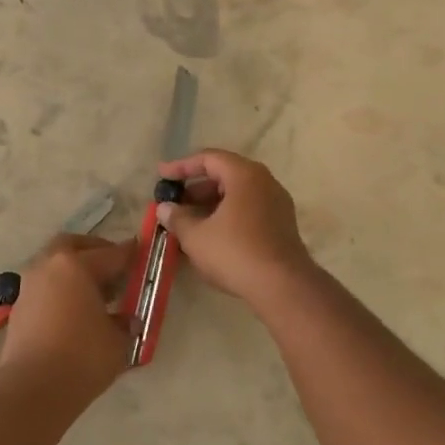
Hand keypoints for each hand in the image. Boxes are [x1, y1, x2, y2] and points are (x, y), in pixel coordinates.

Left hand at [0, 234, 133, 396]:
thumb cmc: (83, 357)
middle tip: (113, 268)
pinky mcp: (19, 308)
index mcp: (76, 265)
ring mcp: (29, 286)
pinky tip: (75, 312)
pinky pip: (45, 288)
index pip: (111, 254)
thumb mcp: (118, 340)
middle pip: (73, 246)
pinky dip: (60, 291)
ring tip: (96, 295)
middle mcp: (49, 266)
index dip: (130, 254)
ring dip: (74, 272)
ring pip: (54, 265)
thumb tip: (125, 318)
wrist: (33, 389)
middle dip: (94, 251)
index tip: (142, 253)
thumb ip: (124, 322)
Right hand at [156, 149, 315, 306]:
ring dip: (210, 205)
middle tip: (174, 203)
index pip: (209, 159)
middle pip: (225, 175)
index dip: (181, 166)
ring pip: (237, 195)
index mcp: (245, 175)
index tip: (161, 177)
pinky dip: (226, 216)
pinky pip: (248, 210)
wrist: (283, 286)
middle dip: (196, 188)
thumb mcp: (196, 236)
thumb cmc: (235, 252)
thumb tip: (165, 208)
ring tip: (187, 222)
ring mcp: (277, 204)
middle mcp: (265, 182)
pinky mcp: (281, 225)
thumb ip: (177, 218)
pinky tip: (210, 236)